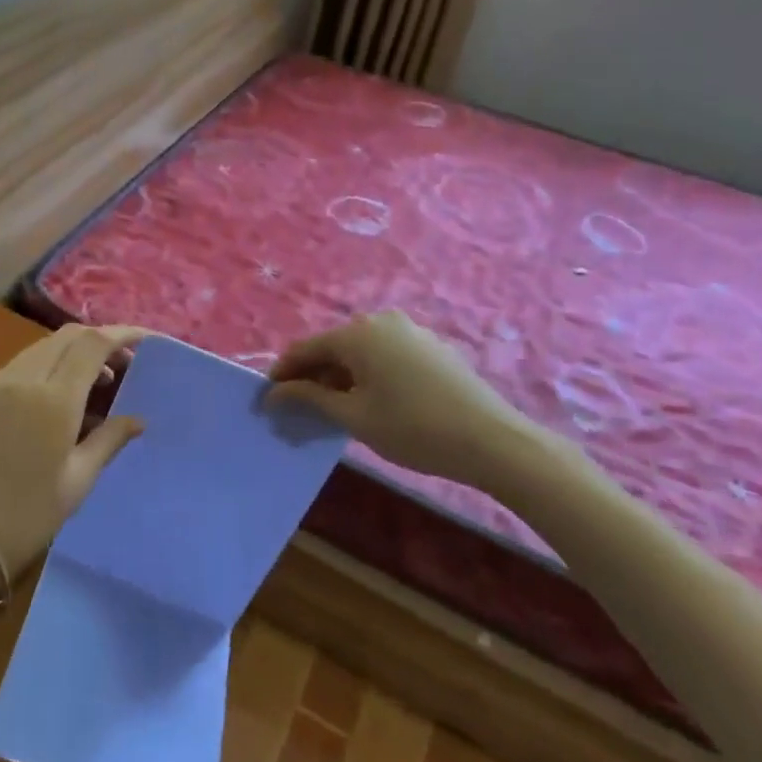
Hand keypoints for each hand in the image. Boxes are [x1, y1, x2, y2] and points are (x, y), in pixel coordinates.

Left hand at [0, 324, 145, 581]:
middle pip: (66, 337)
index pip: (92, 344)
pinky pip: (16, 367)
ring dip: (71, 354)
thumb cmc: (27, 516)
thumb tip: (137, 420)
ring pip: (40, 349)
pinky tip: (52, 398)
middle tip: (121, 366)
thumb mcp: (78, 481)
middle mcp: (22, 380)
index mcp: (54, 400)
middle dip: (98, 341)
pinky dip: (44, 369)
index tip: (144, 340)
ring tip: (93, 385)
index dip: (121, 334)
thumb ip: (109, 440)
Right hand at [268, 311, 575, 501]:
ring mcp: (410, 331)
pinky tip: (370, 402)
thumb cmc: (413, 428)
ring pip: (360, 352)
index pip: (306, 349)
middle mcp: (381, 321)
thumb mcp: (354, 417)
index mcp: (357, 333)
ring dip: (341, 377)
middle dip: (312, 376)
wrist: (493, 440)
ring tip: (333, 409)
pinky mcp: (431, 346)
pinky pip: (385, 355)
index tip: (268, 399)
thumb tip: (273, 393)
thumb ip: (310, 398)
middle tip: (299, 409)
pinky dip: (368, 374)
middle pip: (333, 347)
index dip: (283, 373)